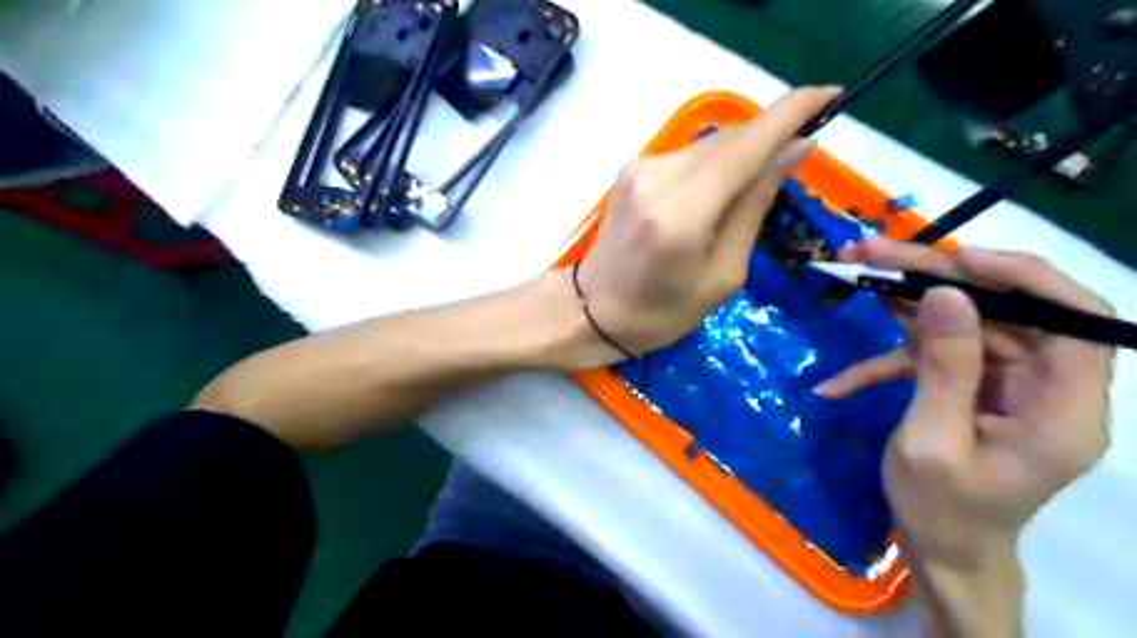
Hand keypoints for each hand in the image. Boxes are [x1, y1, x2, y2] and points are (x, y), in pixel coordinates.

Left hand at [574, 84, 837, 362]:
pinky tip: (715, 194)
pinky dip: (713, 166)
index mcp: (682, 214)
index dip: (793, 112)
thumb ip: (754, 206)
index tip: (832, 96)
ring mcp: (640, 168)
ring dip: (740, 156)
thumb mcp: (722, 274)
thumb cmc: (663, 311)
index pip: (747, 145)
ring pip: (709, 145)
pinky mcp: (631, 169)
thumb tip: (794, 150)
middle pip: (730, 139)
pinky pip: (688, 156)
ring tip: (749, 192)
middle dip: (769, 139)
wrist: (593, 310)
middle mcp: (658, 177)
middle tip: (795, 159)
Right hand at [813, 238, 1116, 564]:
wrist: (940, 551)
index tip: (956, 260)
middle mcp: (1043, 388)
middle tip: (871, 251)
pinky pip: (932, 361)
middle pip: (999, 311)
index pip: (1075, 320)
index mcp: (1062, 409)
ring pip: (959, 326)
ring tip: (850, 271)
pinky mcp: (970, 390)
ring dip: (901, 304)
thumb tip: (945, 295)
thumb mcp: (931, 440)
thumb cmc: (941, 510)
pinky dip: (884, 365)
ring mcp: (1004, 386)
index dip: (1022, 278)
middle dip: (933, 278)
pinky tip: (837, 385)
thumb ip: (944, 367)